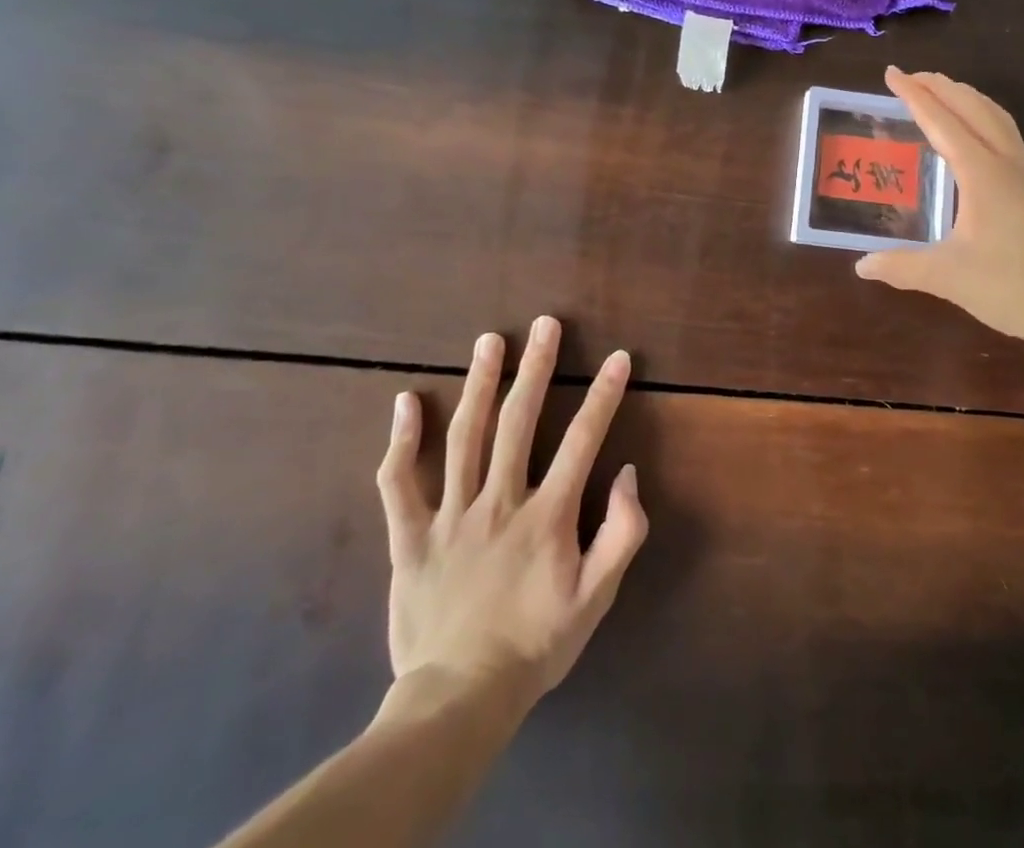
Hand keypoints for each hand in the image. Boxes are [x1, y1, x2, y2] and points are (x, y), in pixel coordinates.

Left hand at [374, 317, 646, 713]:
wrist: (459, 699)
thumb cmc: (536, 644)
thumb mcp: (597, 597)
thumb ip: (622, 533)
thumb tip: (625, 473)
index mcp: (547, 515)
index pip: (582, 440)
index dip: (603, 395)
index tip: (618, 357)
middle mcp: (499, 501)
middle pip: (518, 421)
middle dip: (536, 367)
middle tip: (544, 325)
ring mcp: (449, 516)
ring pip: (462, 437)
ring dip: (478, 383)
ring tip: (489, 341)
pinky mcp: (410, 537)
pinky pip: (398, 484)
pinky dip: (400, 441)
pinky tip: (406, 401)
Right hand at [855, 68, 1023, 373]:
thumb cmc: (1010, 287)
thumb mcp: (946, 276)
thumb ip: (900, 266)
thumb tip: (861, 265)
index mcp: (982, 173)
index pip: (942, 121)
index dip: (914, 96)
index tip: (891, 74)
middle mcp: (1005, 164)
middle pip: (973, 108)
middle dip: (941, 87)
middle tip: (910, 77)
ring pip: (996, 118)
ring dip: (966, 98)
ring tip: (942, 93)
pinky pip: (1006, 136)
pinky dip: (984, 119)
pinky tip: (974, 138)